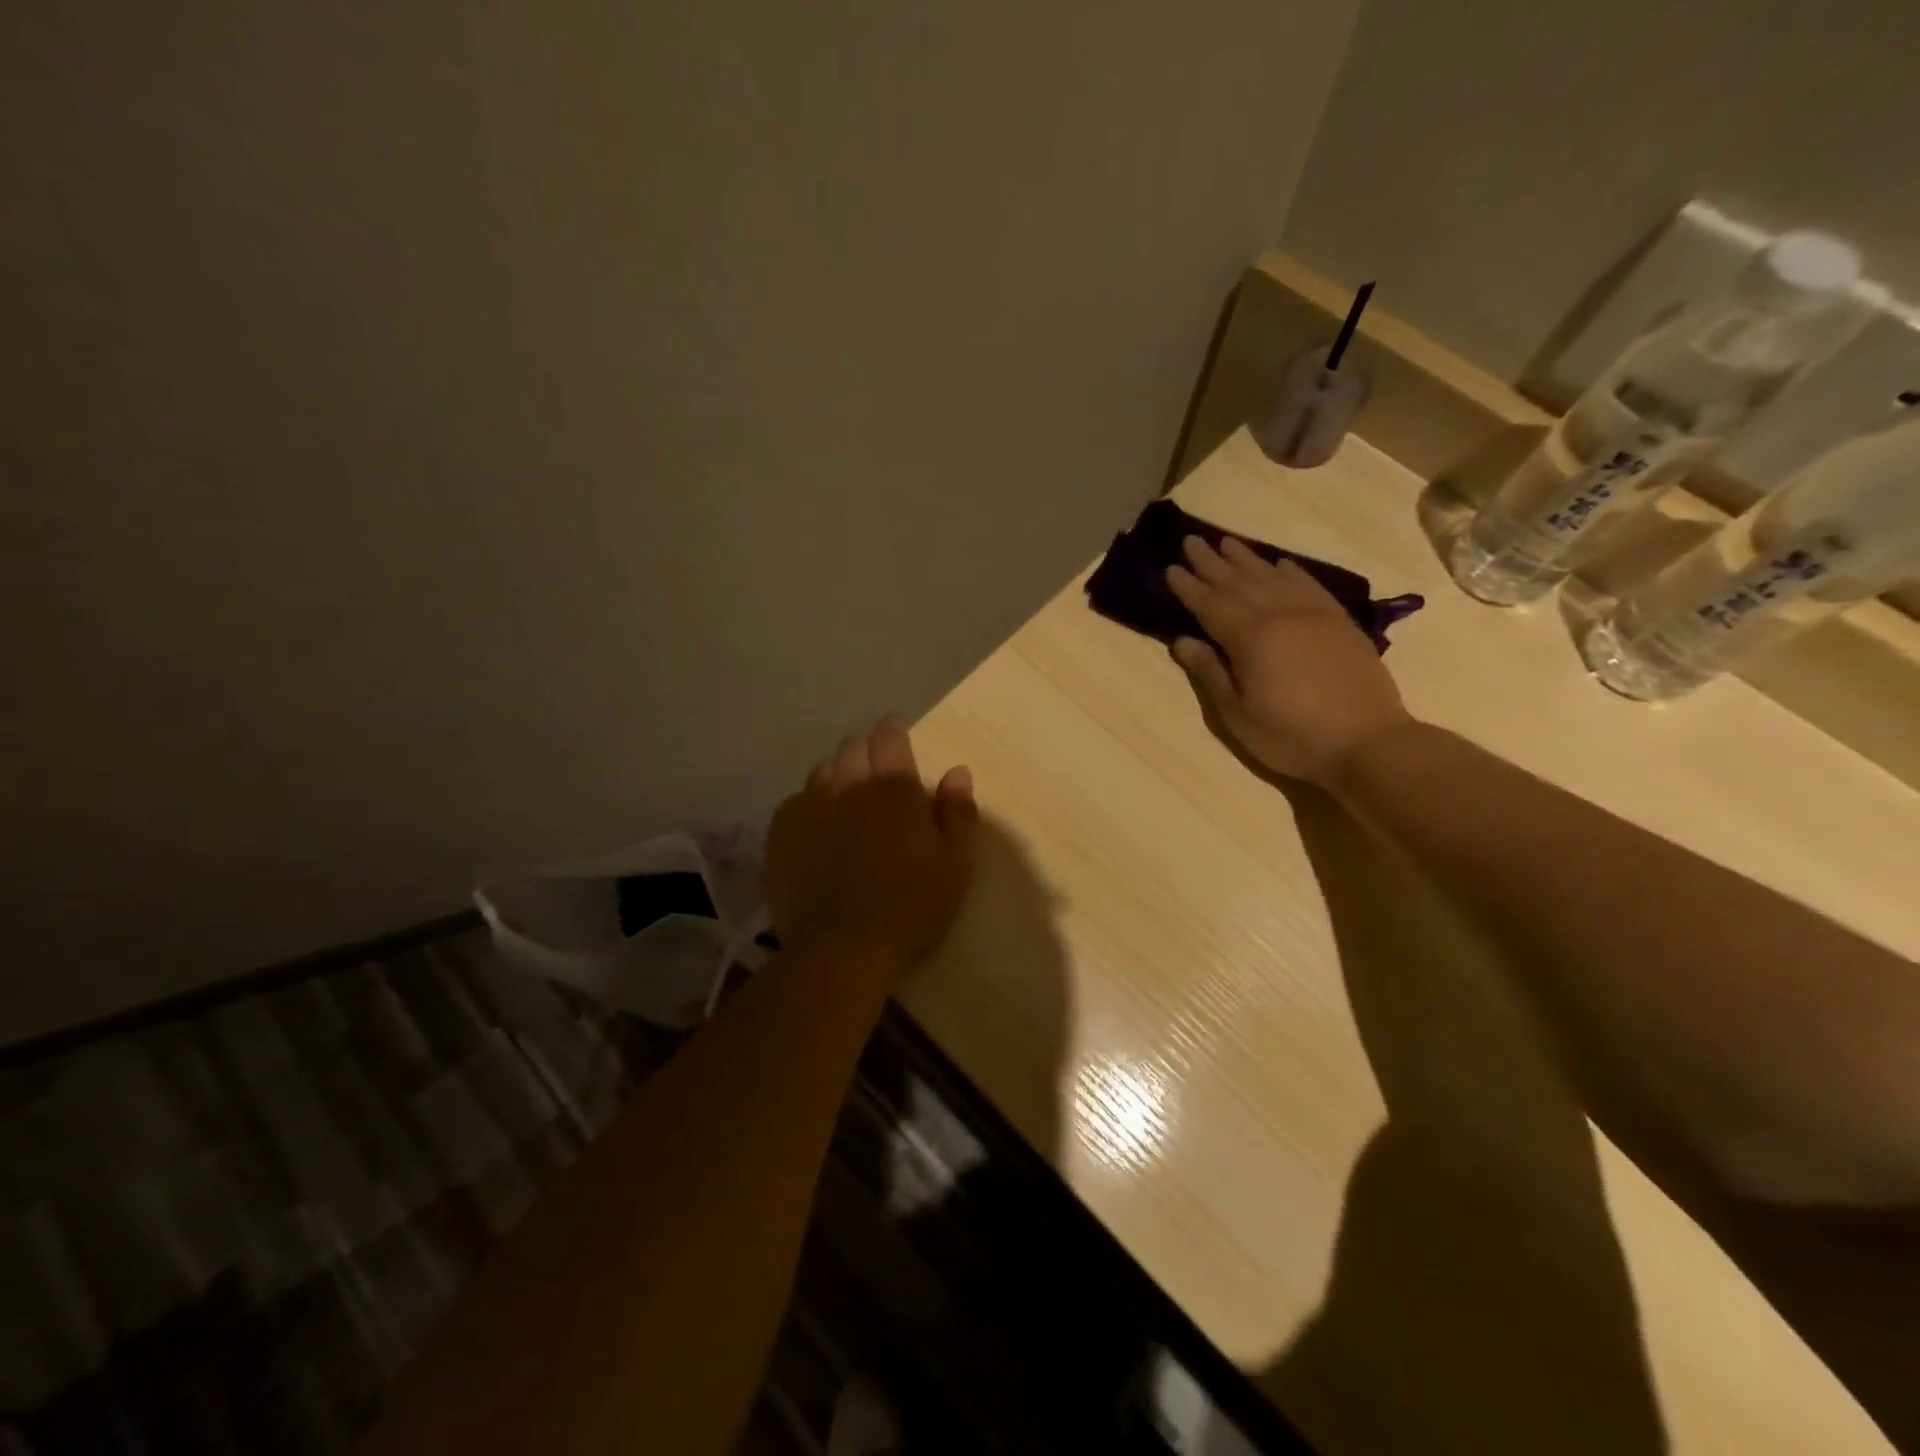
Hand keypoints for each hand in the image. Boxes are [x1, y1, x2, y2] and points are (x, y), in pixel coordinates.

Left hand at [765, 716, 978, 979]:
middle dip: (865, 753)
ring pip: (821, 772)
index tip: (897, 740)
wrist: (842, 952)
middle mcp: (848, 786)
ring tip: (845, 807)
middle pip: (852, 747)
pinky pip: (794, 803)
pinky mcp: (780, 833)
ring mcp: (809, 807)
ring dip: (836, 779)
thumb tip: (957, 772)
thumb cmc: (911, 909)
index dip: (893, 732)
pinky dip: (808, 808)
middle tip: (876, 780)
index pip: (889, 735)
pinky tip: (816, 833)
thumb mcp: (956, 866)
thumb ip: (959, 813)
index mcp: (894, 789)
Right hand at [1166, 536, 1414, 785]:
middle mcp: (1280, 615)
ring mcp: (1314, 615)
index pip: (1211, 605)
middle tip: (1191, 541)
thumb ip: (1210, 672)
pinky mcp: (1339, 622)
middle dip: (1212, 562)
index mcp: (1251, 639)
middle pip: (1239, 583)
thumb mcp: (1238, 714)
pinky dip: (1291, 571)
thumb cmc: (1292, 736)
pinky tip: (1280, 564)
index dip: (1189, 587)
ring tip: (1227, 542)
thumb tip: (1182, 640)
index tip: (1171, 568)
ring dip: (1247, 559)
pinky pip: (1310, 585)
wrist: (1368, 742)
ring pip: (1273, 577)